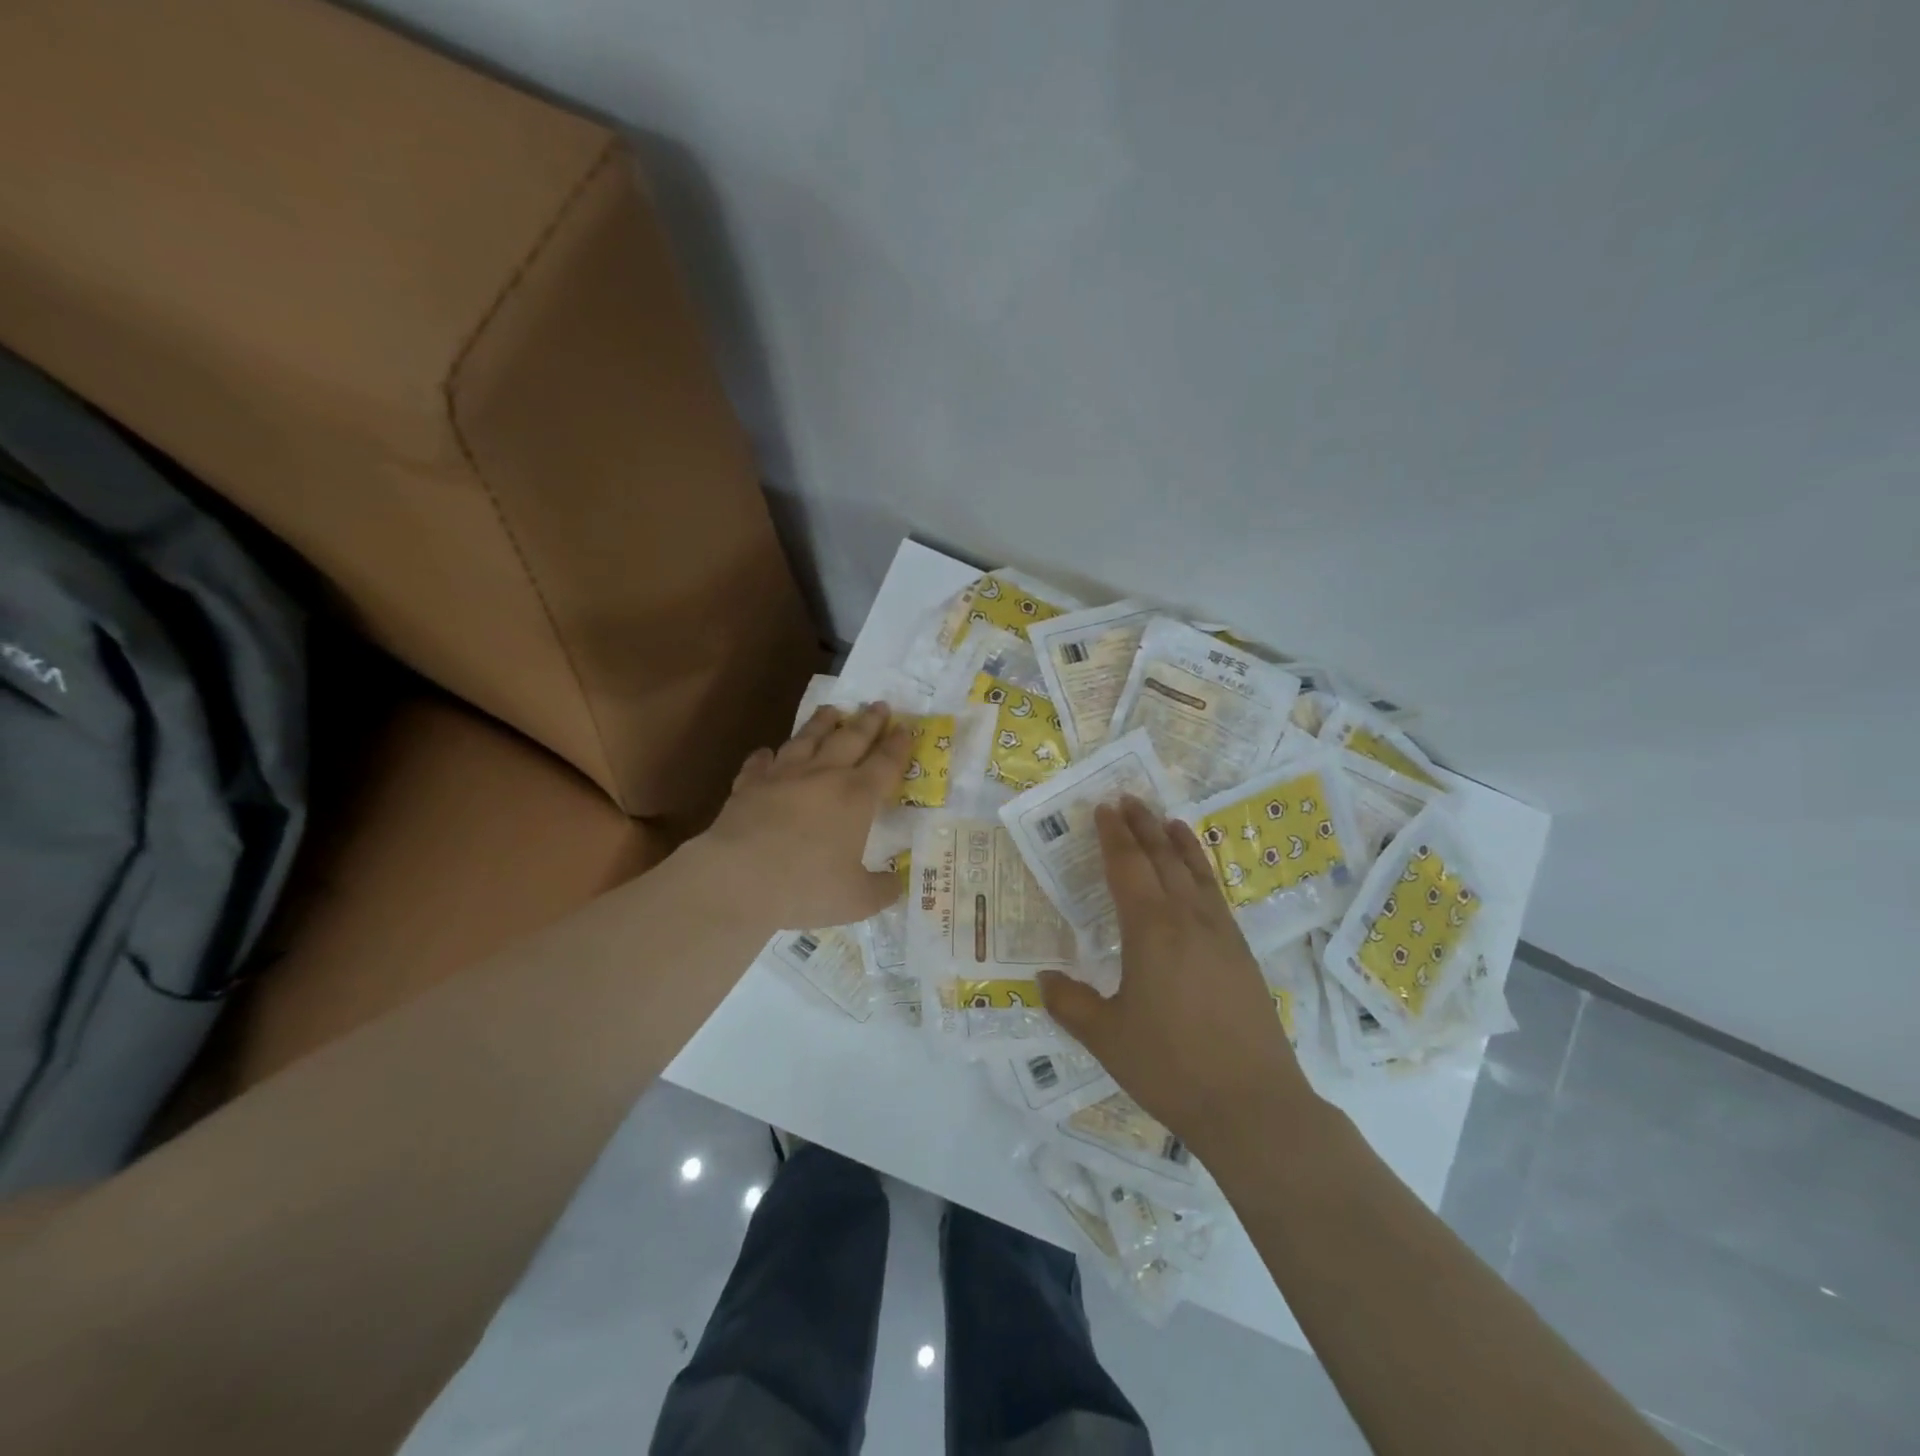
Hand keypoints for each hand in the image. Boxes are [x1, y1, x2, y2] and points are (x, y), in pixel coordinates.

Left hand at [692, 702, 913, 932]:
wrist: (737, 879)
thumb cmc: (805, 886)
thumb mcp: (857, 900)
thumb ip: (882, 890)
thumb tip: (897, 884)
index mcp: (856, 797)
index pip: (885, 763)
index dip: (898, 746)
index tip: (906, 728)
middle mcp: (823, 776)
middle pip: (851, 739)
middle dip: (868, 722)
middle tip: (879, 704)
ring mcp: (783, 776)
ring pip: (807, 739)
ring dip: (822, 723)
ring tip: (832, 709)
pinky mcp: (749, 786)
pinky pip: (760, 763)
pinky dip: (766, 756)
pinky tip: (767, 752)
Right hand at [1038, 797, 1314, 1151]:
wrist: (1253, 1105)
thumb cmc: (1170, 1067)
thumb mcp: (1106, 1037)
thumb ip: (1070, 1003)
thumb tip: (1042, 979)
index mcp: (1150, 929)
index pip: (1128, 866)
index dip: (1114, 836)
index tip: (1104, 808)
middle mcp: (1188, 919)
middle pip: (1163, 858)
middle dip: (1144, 826)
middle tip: (1128, 799)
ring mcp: (1221, 934)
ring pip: (1196, 872)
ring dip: (1178, 841)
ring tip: (1167, 819)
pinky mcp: (1242, 954)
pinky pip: (1216, 895)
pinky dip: (1202, 871)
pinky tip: (1199, 877)